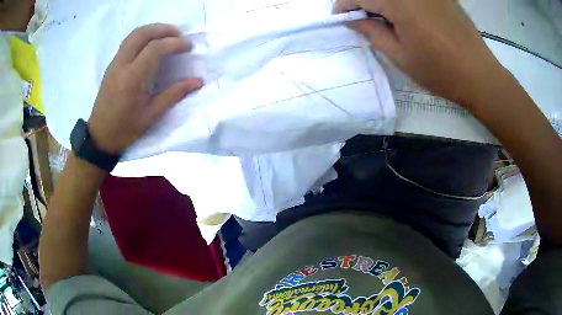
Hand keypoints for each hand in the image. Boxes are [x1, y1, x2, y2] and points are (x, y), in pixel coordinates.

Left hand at [88, 24, 202, 153]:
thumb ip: (174, 94)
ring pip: (133, 35)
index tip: (188, 46)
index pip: (154, 48)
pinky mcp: (112, 66)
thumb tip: (197, 81)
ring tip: (167, 36)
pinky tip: (151, 45)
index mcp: (132, 78)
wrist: (99, 137)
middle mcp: (121, 65)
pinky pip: (128, 42)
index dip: (174, 43)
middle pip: (142, 34)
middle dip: (163, 29)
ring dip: (152, 30)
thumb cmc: (125, 129)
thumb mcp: (151, 115)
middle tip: (179, 35)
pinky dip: (143, 37)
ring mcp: (114, 64)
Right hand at [333, 0, 506, 106]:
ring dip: (381, 1)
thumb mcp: (400, 56)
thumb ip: (372, 31)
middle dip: (362, 0)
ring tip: (385, 18)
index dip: (344, 4)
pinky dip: (400, 1)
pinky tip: (406, 14)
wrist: (479, 75)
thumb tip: (352, 19)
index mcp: (399, 2)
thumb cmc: (440, 71)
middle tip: (362, 17)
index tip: (341, 17)